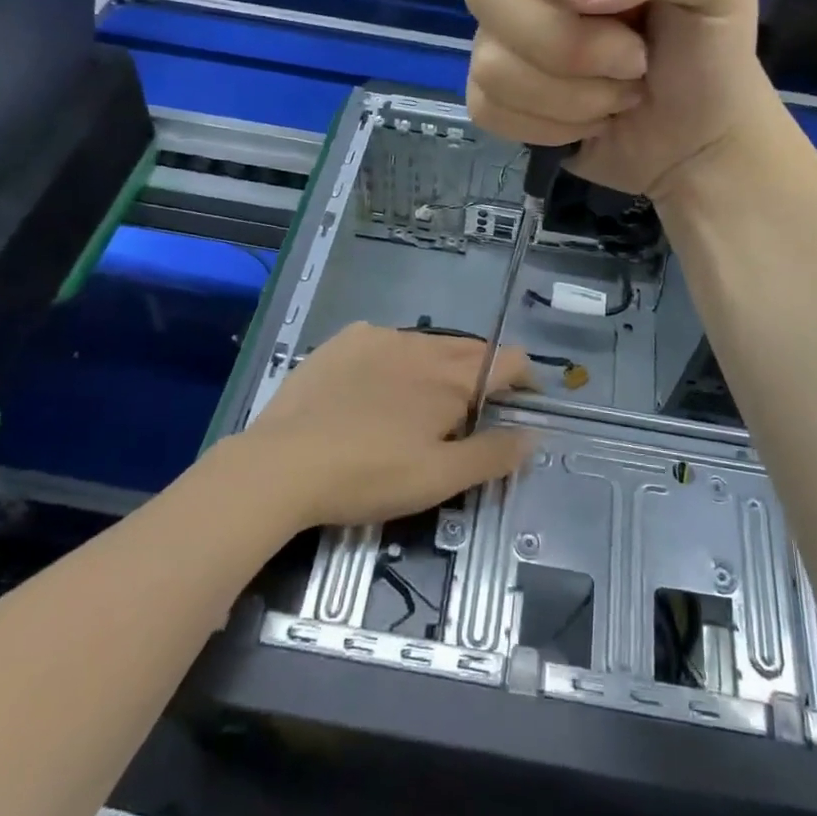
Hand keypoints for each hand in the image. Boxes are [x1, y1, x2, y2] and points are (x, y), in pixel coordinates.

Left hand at [236, 324, 533, 529]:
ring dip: (438, 367)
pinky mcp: (343, 340)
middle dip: (483, 375)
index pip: (509, 359)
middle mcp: (421, 346)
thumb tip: (533, 435)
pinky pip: (385, 341)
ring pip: (426, 344)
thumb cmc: (369, 475)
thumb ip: (493, 455)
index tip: (522, 405)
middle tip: (470, 414)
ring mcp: (378, 337)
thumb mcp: (439, 479)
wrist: (282, 464)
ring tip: (419, 404)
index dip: (525, 379)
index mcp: (451, 378)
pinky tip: (374, 389)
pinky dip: (395, 360)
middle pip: (471, 349)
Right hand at [463, 0, 769, 200]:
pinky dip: (553, 126)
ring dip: (573, 94)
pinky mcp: (493, 94)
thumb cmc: (711, 49)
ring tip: (622, 91)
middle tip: (634, 56)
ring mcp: (502, 35)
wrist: (699, 142)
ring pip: (491, 64)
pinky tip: (591, 117)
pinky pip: (489, 108)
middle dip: (571, 43)